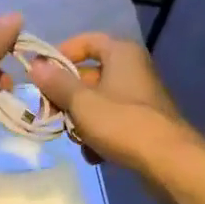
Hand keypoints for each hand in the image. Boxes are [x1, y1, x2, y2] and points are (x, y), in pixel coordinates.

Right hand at [25, 32, 194, 169]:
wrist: (169, 162)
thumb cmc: (122, 123)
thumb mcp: (81, 102)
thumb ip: (56, 83)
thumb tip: (35, 65)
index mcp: (121, 53)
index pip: (86, 41)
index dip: (61, 55)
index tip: (41, 75)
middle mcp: (132, 69)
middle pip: (88, 75)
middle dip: (67, 97)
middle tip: (50, 113)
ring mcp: (138, 98)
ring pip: (96, 102)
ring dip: (80, 122)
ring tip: (76, 139)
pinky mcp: (142, 123)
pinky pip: (111, 122)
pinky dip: (99, 136)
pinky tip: (95, 155)